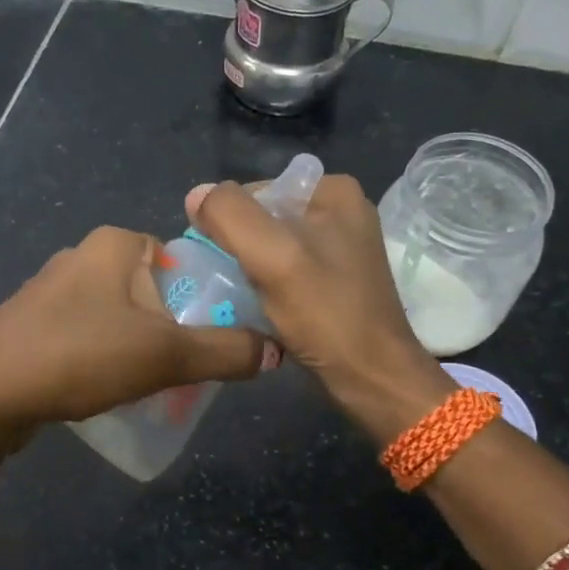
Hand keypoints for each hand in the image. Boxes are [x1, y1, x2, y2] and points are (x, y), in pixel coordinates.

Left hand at [0, 225, 277, 433]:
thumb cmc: (80, 357)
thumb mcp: (165, 355)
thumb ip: (225, 351)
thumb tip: (275, 351)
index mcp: (114, 244)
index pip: (181, 258)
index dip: (205, 298)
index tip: (214, 339)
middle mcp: (81, 255)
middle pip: (152, 290)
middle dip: (173, 329)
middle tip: (187, 369)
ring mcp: (51, 290)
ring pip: (119, 315)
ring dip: (140, 346)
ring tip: (151, 386)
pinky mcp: (31, 324)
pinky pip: (87, 334)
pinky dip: (105, 357)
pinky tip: (107, 390)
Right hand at [187, 175, 450, 437]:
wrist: (372, 378)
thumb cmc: (326, 314)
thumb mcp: (273, 257)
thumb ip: (230, 217)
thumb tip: (196, 194)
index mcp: (333, 191)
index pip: (255, 191)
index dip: (228, 223)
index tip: (219, 261)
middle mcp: (341, 212)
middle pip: (263, 220)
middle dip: (239, 248)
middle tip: (227, 283)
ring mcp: (340, 249)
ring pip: (272, 249)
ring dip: (249, 271)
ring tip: (239, 299)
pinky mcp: (335, 282)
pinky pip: (286, 272)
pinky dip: (267, 288)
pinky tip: (258, 310)